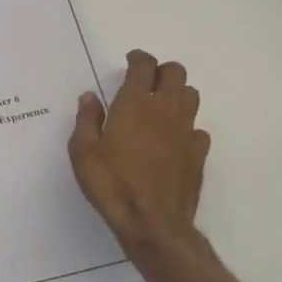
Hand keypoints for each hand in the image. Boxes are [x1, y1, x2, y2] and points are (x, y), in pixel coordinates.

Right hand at [69, 50, 210, 260]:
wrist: (153, 223)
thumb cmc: (112, 184)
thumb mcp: (83, 152)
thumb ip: (87, 120)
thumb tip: (90, 97)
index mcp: (135, 104)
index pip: (144, 66)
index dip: (138, 58)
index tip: (130, 61)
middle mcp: (165, 110)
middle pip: (176, 73)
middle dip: (162, 71)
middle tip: (146, 81)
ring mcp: (186, 132)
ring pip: (191, 96)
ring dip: (177, 94)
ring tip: (160, 107)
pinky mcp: (198, 154)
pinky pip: (198, 129)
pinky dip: (187, 127)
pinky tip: (173, 140)